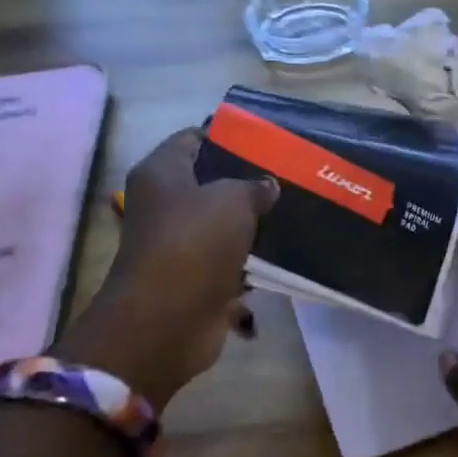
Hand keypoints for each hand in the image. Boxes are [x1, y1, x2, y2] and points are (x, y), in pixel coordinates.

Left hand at [51, 128, 277, 409]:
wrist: (168, 320)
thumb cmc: (194, 243)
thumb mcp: (233, 199)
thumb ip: (254, 185)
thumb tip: (267, 186)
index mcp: (162, 173)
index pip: (194, 138)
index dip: (228, 136)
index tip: (267, 140)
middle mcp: (165, 205)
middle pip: (211, 182)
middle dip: (248, 181)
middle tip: (289, 175)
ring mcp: (179, 244)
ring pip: (223, 223)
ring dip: (253, 222)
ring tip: (295, 210)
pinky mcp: (196, 278)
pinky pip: (230, 259)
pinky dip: (251, 258)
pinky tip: (285, 249)